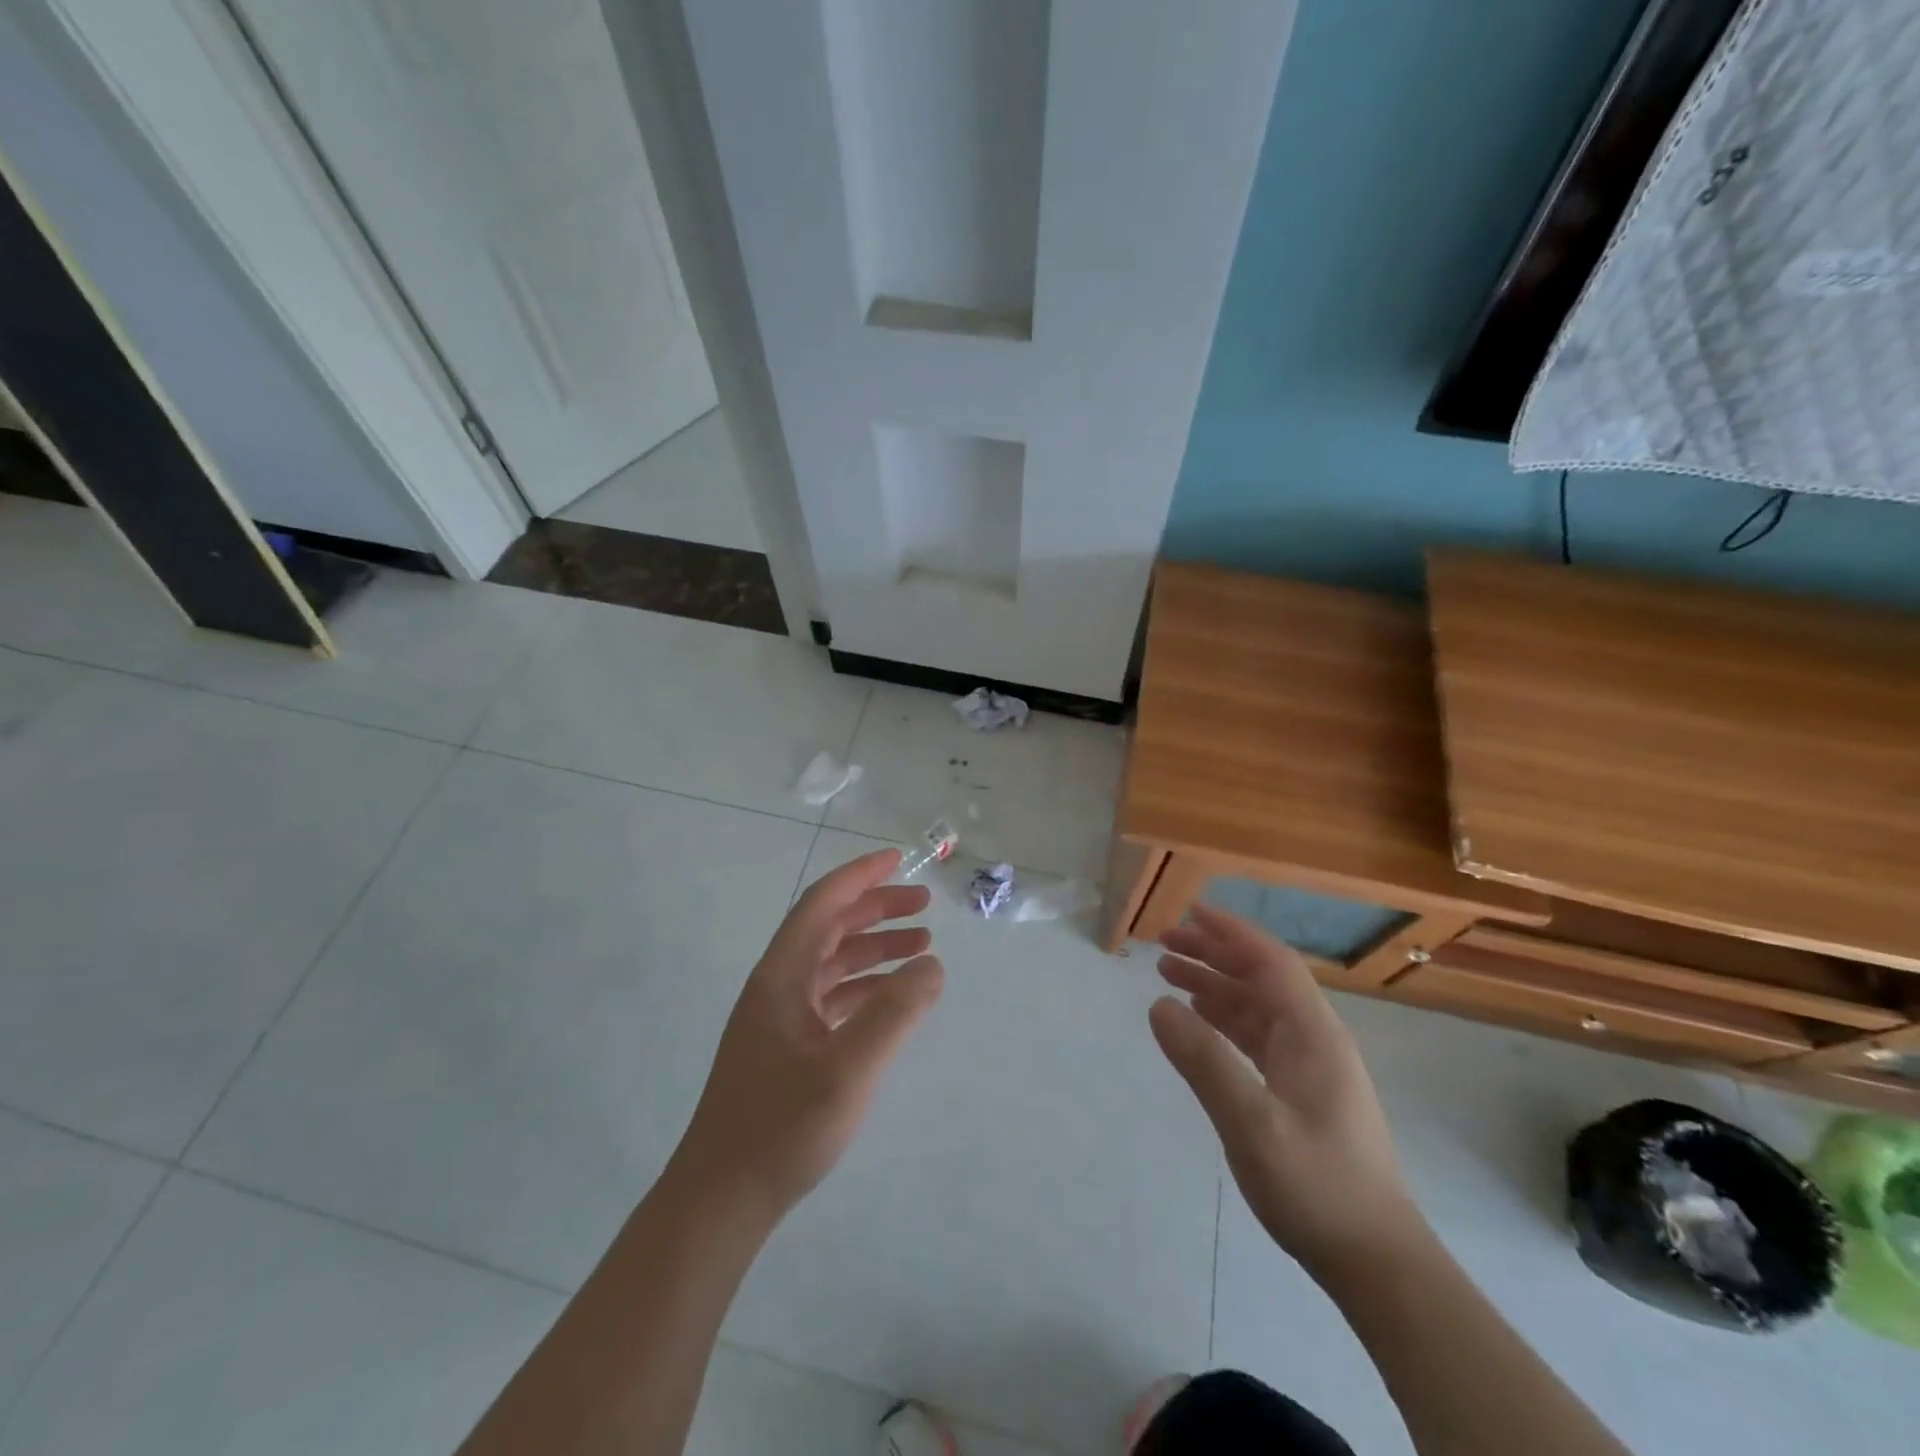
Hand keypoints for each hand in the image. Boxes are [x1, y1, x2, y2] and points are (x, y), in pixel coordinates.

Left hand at [672, 848, 943, 1222]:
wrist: (722, 1198)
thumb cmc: (781, 1128)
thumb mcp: (848, 1070)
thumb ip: (894, 1013)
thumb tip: (932, 964)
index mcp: (782, 976)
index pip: (822, 904)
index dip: (860, 876)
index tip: (898, 859)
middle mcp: (778, 986)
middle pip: (830, 927)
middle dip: (875, 909)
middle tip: (922, 906)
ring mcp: (780, 1017)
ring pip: (832, 962)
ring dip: (874, 947)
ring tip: (921, 945)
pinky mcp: (787, 1046)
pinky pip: (831, 996)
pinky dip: (865, 985)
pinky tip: (893, 996)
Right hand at [1151, 904, 1426, 1282]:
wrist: (1376, 1261)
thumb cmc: (1317, 1187)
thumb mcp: (1252, 1125)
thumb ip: (1204, 1061)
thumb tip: (1158, 1004)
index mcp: (1313, 1033)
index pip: (1271, 961)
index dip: (1231, 932)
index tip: (1190, 912)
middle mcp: (1314, 1038)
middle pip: (1261, 978)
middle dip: (1214, 954)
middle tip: (1164, 944)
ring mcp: (1311, 1066)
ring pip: (1257, 1007)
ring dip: (1215, 986)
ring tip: (1168, 973)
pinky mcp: (1302, 1091)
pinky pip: (1257, 1037)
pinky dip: (1224, 1020)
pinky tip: (1198, 1021)